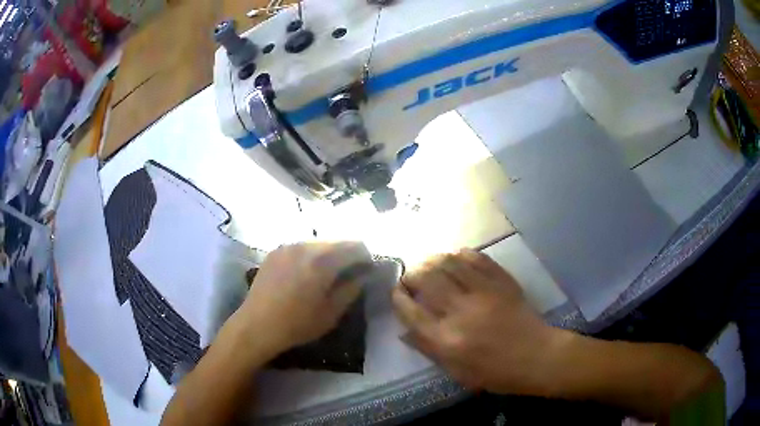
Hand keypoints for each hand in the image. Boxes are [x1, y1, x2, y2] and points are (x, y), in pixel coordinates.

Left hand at [230, 242, 370, 358]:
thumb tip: (363, 275)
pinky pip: (300, 247)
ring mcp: (287, 246)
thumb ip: (351, 290)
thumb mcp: (331, 313)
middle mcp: (305, 246)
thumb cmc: (297, 324)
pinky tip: (306, 273)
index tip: (367, 270)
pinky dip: (310, 255)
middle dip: (347, 254)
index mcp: (322, 261)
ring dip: (328, 254)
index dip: (366, 256)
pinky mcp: (275, 252)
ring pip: (317, 243)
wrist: (257, 325)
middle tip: (350, 273)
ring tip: (327, 274)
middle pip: (336, 241)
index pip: (354, 246)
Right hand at [392, 249, 567, 395]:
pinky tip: (456, 258)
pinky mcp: (501, 282)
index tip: (396, 292)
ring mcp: (483, 293)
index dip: (398, 298)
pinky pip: (477, 259)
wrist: (537, 357)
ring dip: (433, 260)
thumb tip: (404, 331)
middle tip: (411, 277)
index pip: (411, 312)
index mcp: (447, 340)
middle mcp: (461, 312)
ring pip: (449, 263)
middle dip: (412, 274)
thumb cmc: (496, 372)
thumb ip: (429, 350)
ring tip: (429, 264)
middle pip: (426, 280)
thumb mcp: (457, 372)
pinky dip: (462, 255)